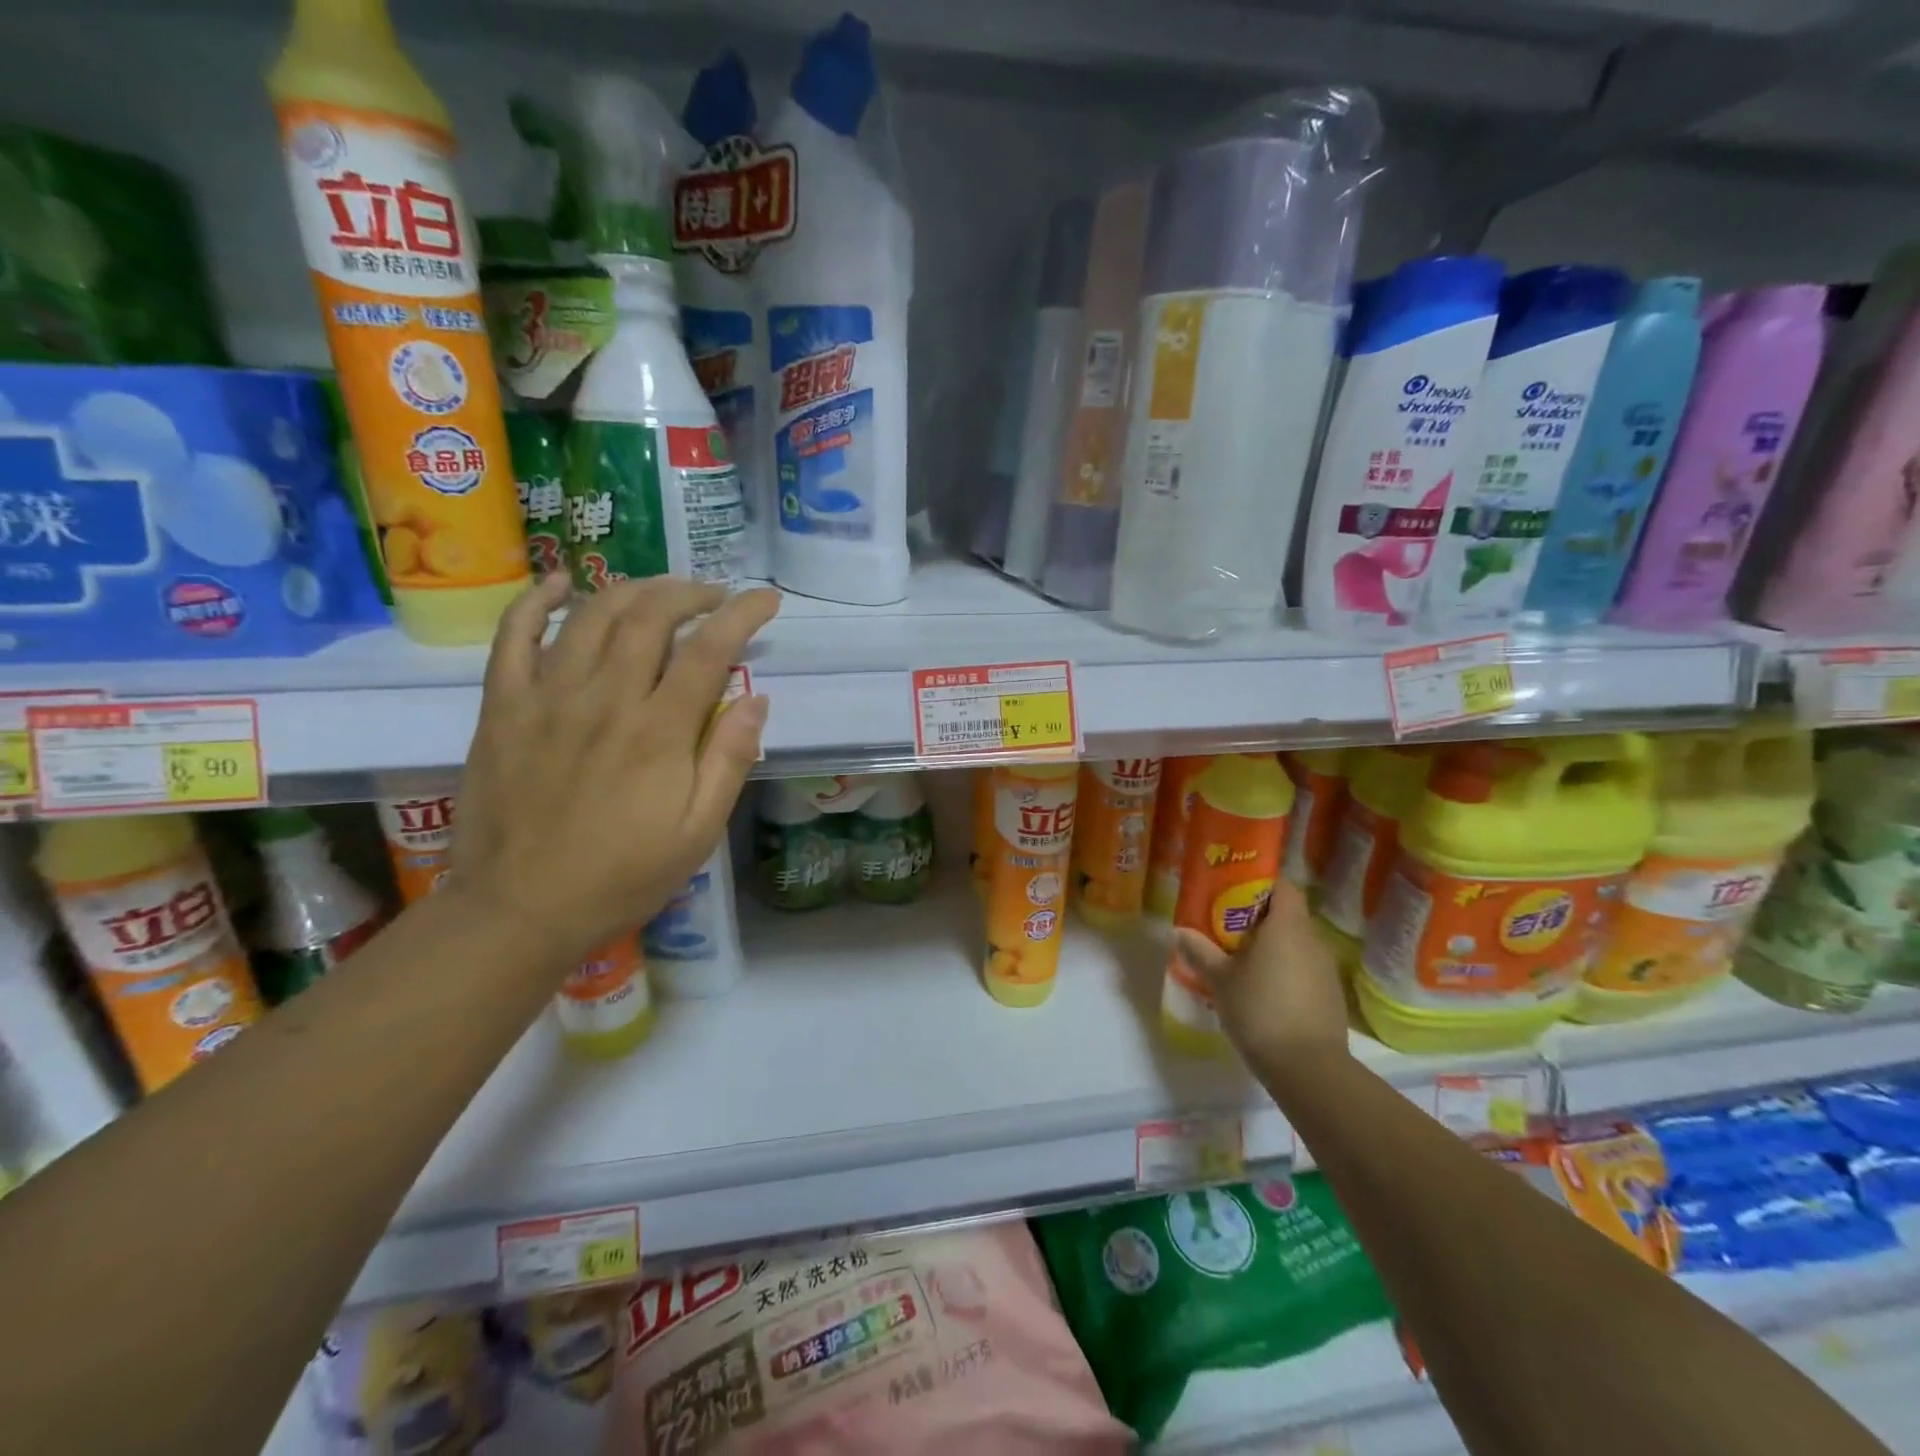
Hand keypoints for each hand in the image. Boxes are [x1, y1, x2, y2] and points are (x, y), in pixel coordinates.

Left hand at [448, 574, 778, 968]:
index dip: (743, 614)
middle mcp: (605, 698)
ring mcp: (547, 697)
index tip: (766, 599)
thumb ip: (729, 761)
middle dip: (690, 592)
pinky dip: (538, 601)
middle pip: (651, 616)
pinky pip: (513, 637)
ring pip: (592, 615)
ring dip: (633, 589)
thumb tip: (756, 698)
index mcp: (659, 732)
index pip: (710, 649)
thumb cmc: (623, 876)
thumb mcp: (698, 833)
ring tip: (660, 591)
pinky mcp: (503, 707)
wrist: (520, 910)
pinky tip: (562, 584)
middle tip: (714, 595)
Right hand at [1171, 880, 1350, 1072]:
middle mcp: (1312, 939)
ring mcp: (1326, 969)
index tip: (1234, 895)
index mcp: (1287, 925)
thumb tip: (1178, 931)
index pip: (1283, 886)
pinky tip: (1265, 993)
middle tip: (1228, 931)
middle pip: (1288, 915)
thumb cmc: (1259, 1009)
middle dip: (1260, 919)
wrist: (1308, 1068)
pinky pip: (1305, 970)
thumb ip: (1199, 951)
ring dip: (1273, 948)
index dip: (1260, 885)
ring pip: (1297, 944)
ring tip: (1243, 964)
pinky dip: (1286, 972)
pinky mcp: (1331, 995)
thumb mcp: (1219, 979)